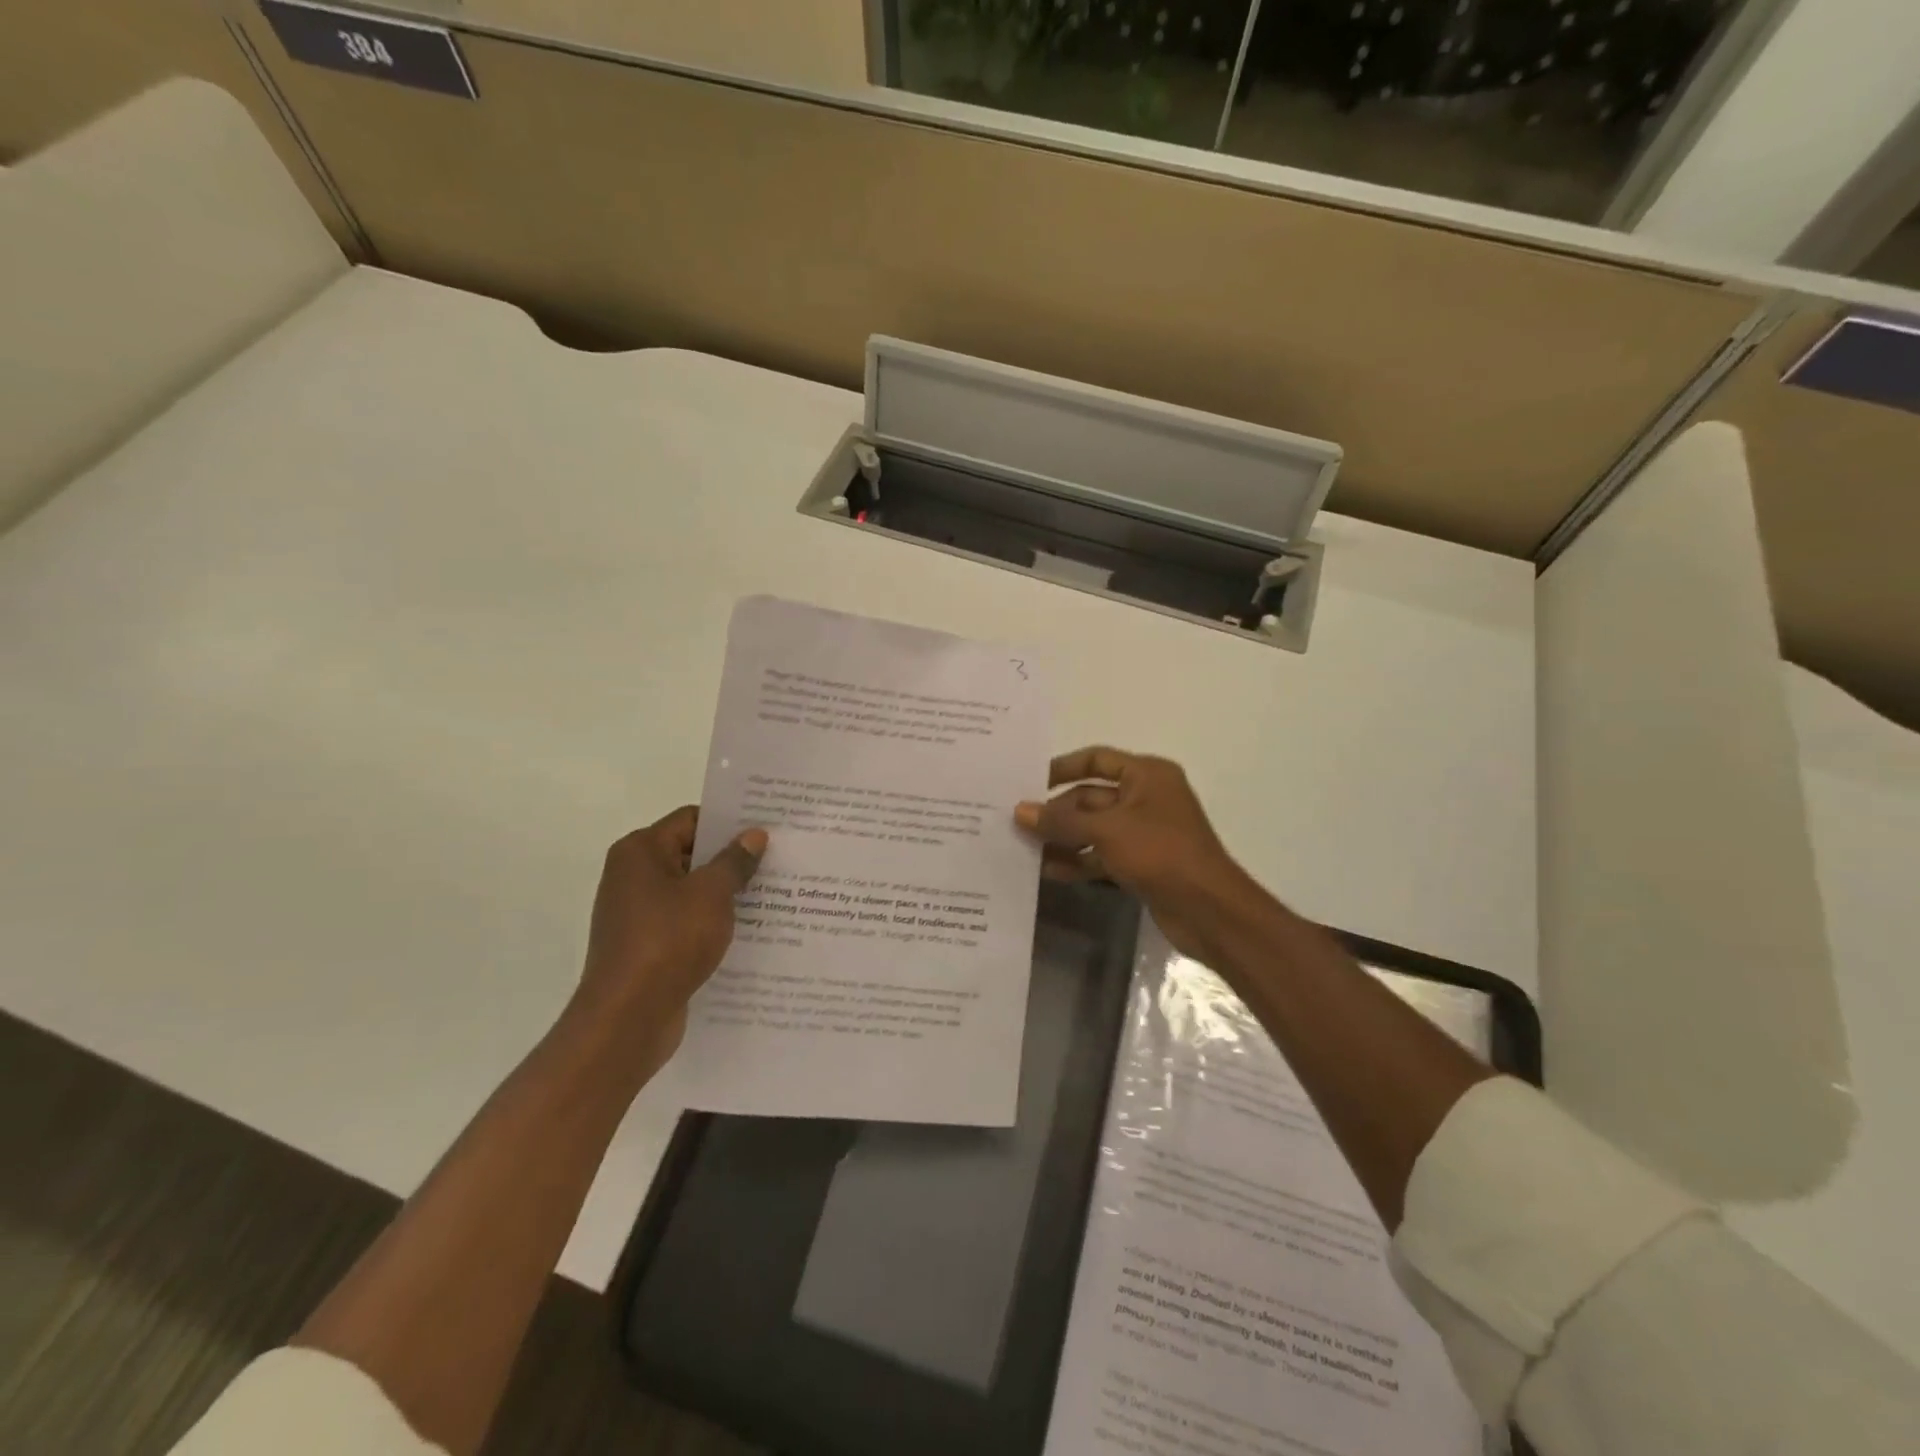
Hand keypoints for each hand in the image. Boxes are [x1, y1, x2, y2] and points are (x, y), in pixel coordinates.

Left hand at [571, 807, 767, 1077]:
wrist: (627, 1018)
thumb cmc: (668, 942)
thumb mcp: (711, 895)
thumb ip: (735, 861)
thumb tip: (754, 835)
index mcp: (640, 851)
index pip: (691, 820)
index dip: (729, 823)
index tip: (767, 829)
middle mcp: (632, 876)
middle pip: (690, 854)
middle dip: (731, 859)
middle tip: (777, 860)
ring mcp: (636, 913)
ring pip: (690, 891)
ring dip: (724, 894)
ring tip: (771, 895)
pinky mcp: (645, 946)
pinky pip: (684, 922)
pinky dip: (711, 922)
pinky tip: (747, 930)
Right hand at [1015, 747, 1263, 963]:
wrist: (1207, 909)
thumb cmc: (1160, 853)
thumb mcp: (1106, 831)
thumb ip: (1060, 821)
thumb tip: (1020, 810)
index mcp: (1146, 775)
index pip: (1096, 759)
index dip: (1062, 768)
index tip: (1028, 782)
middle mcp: (1146, 797)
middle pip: (1091, 796)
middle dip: (1057, 811)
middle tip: (1018, 823)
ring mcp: (1144, 832)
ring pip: (1094, 828)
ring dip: (1063, 838)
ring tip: (1024, 847)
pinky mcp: (1141, 862)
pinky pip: (1102, 854)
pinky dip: (1079, 860)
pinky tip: (1048, 871)